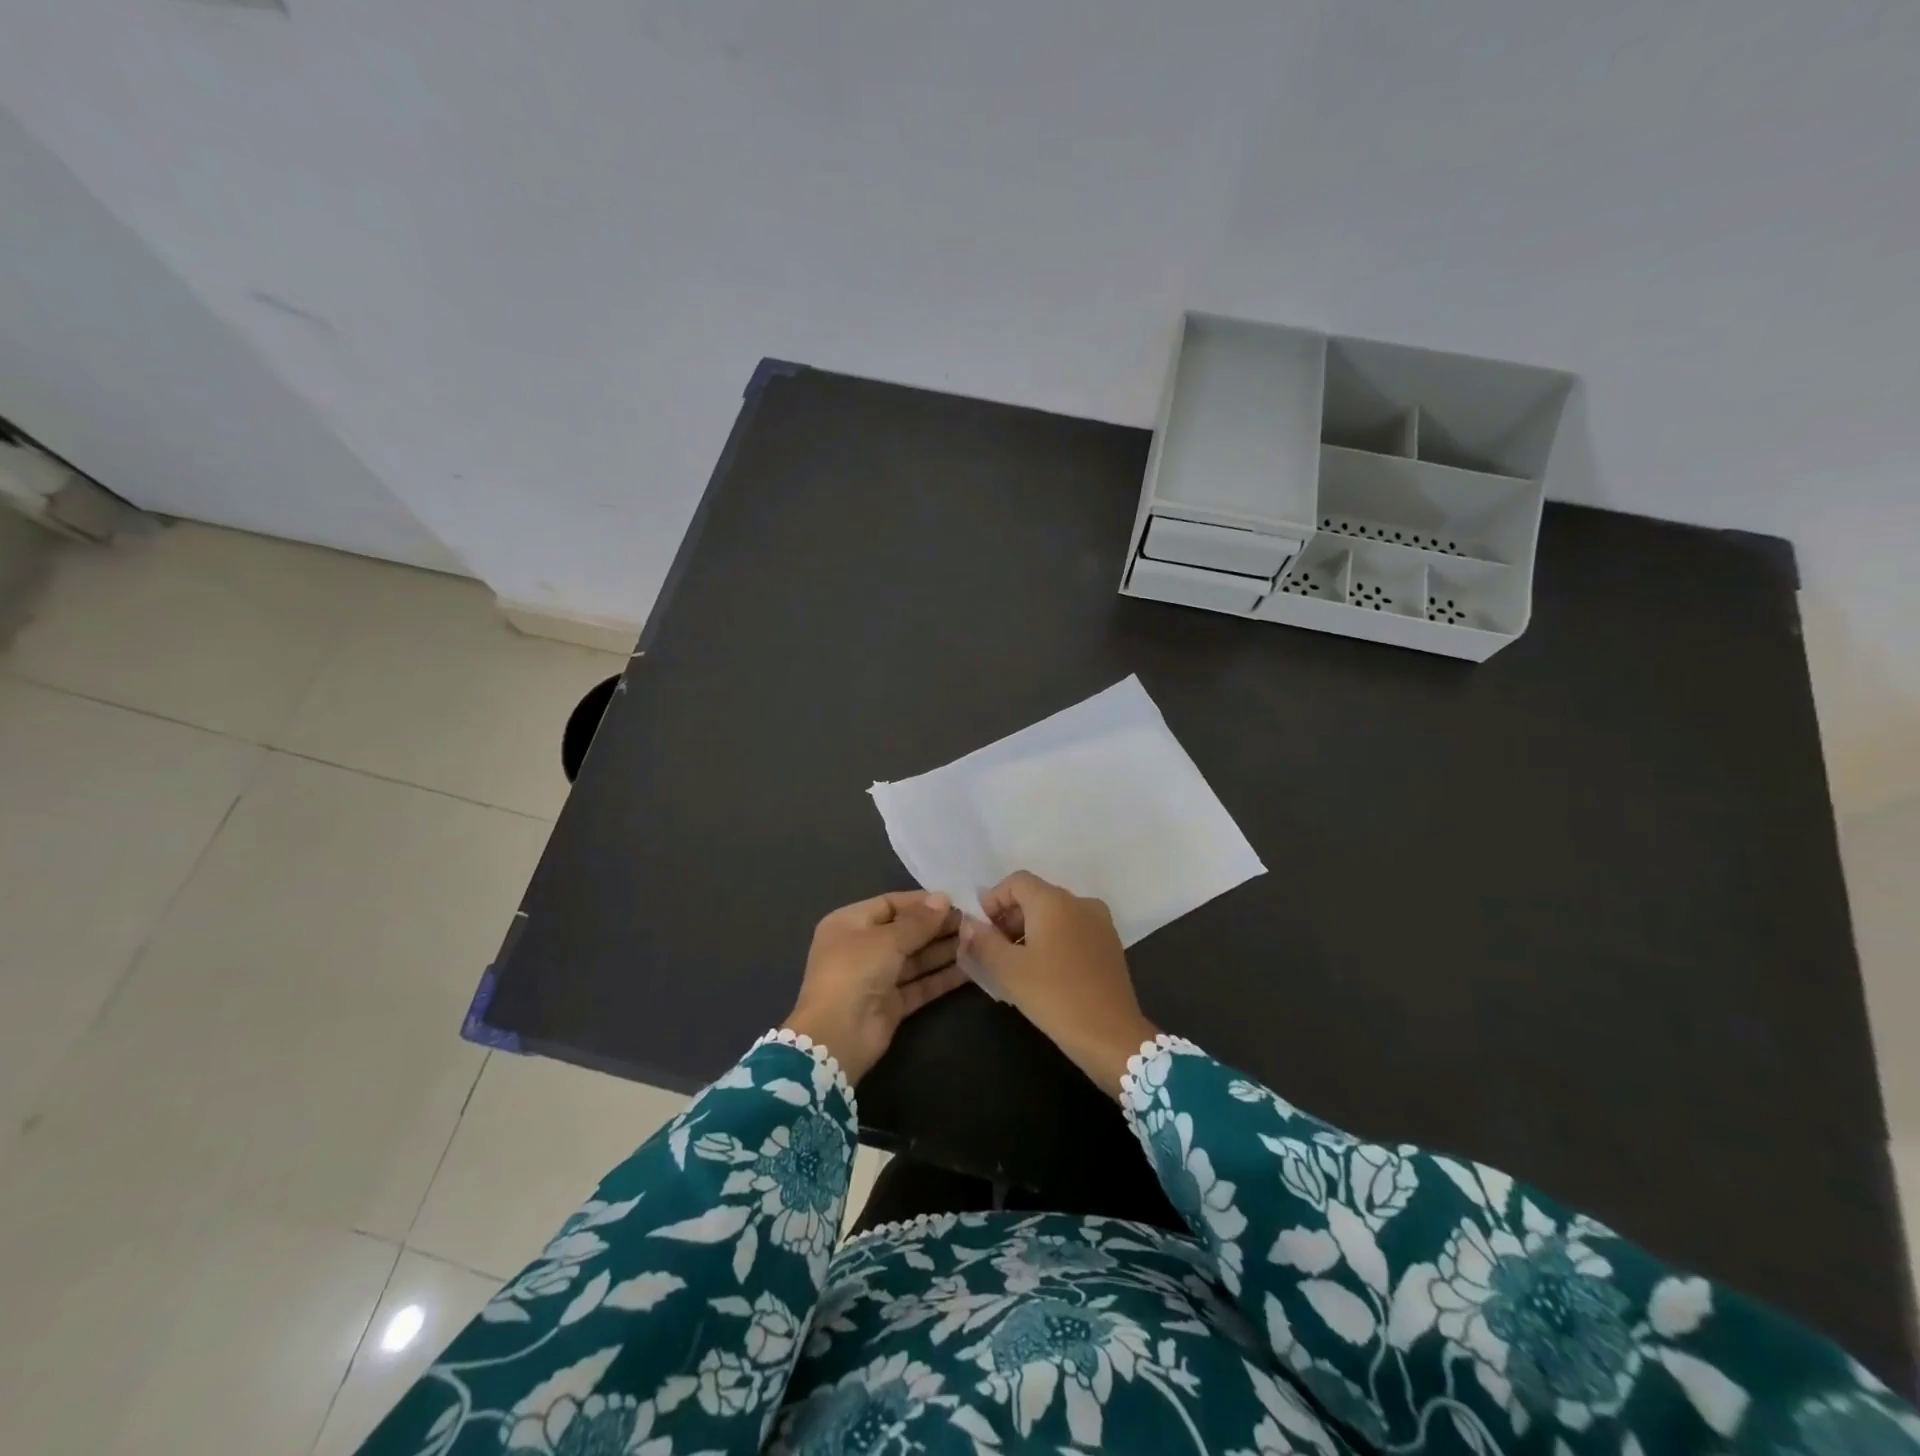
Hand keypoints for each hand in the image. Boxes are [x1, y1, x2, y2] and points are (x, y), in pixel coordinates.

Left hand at [783, 891, 965, 1084]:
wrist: (838, 1036)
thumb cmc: (855, 972)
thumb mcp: (886, 940)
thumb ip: (918, 921)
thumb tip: (943, 898)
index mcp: (849, 923)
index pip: (889, 904)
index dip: (921, 902)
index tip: (954, 900)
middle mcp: (862, 947)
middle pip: (905, 931)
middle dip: (937, 927)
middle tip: (972, 922)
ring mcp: (877, 977)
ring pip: (915, 959)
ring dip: (943, 950)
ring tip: (976, 940)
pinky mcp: (892, 1003)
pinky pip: (920, 984)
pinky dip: (942, 977)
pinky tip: (970, 969)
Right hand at [959, 870, 1157, 1095]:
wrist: (1110, 1035)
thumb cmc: (1054, 996)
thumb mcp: (1008, 970)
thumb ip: (983, 941)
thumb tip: (968, 924)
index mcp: (1054, 901)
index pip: (1016, 881)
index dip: (993, 900)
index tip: (982, 931)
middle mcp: (1080, 902)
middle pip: (1036, 896)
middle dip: (1010, 918)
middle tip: (995, 951)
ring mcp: (1100, 923)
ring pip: (1055, 915)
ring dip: (1031, 931)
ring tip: (1017, 965)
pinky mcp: (1110, 944)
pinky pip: (1073, 930)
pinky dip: (1054, 941)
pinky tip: (1045, 973)